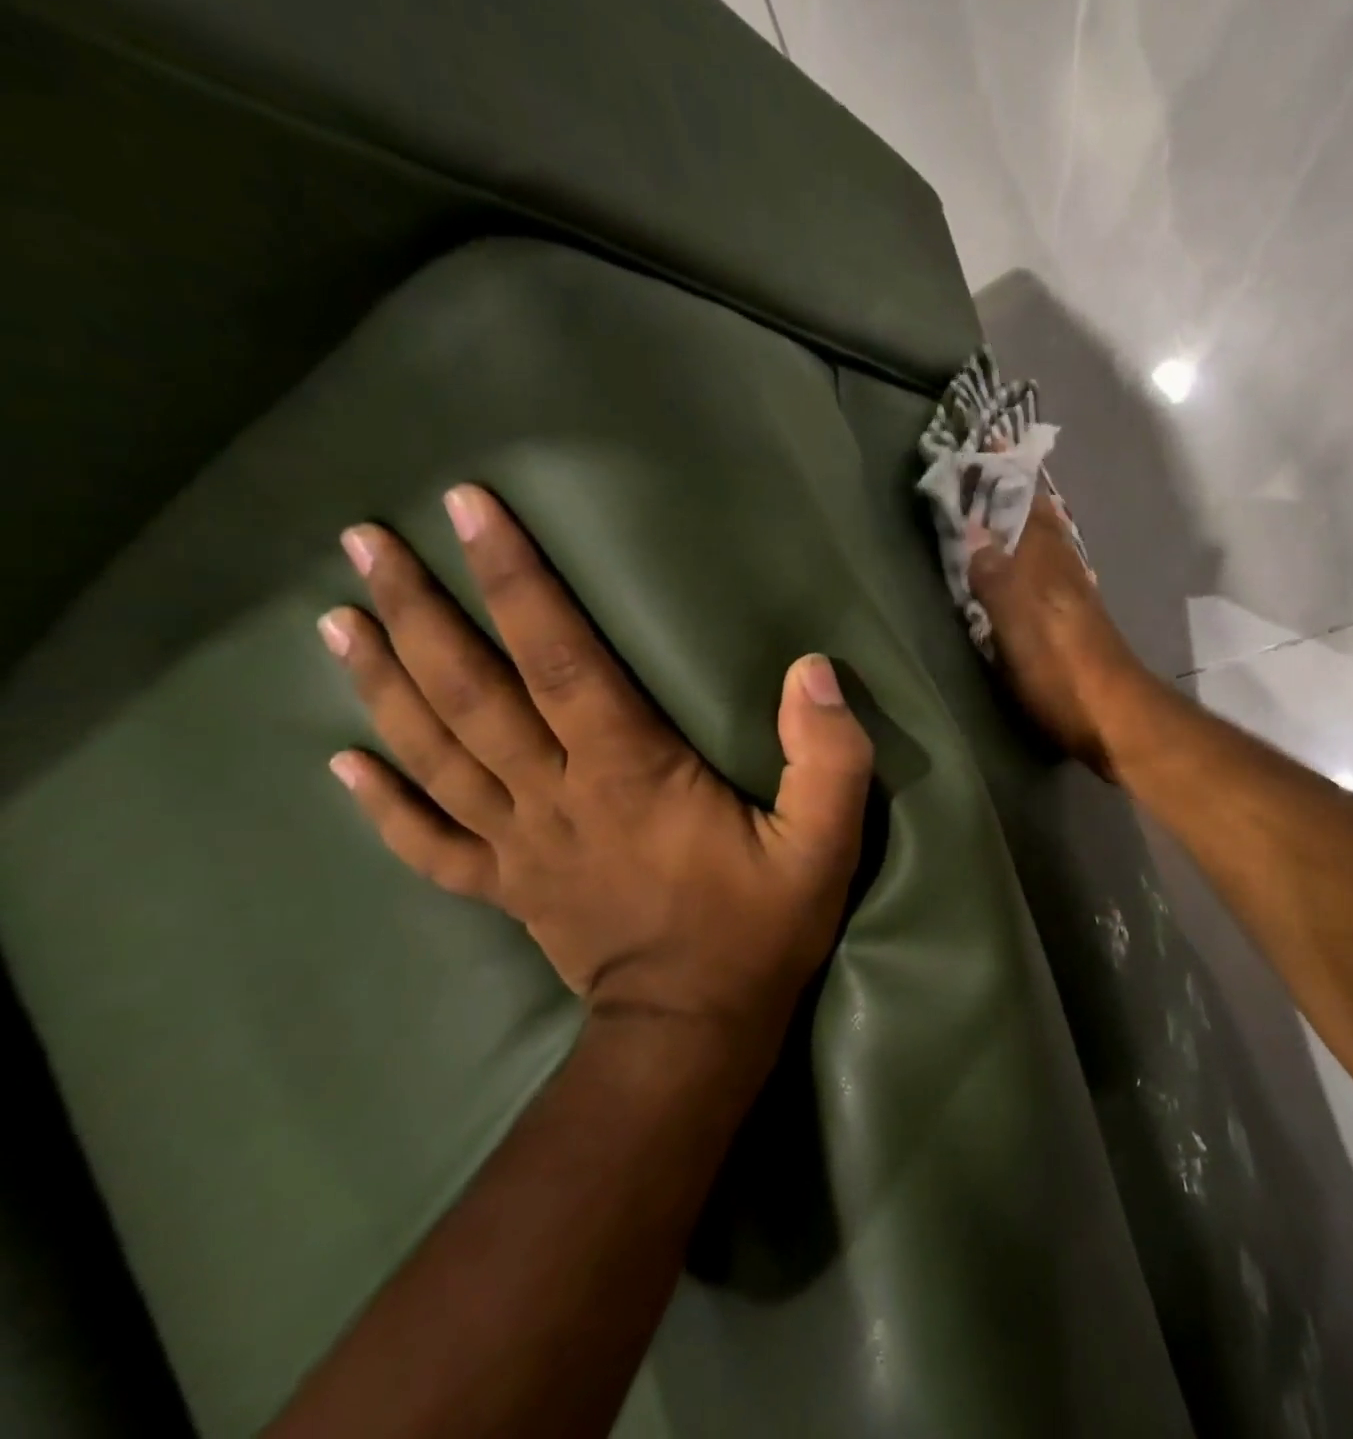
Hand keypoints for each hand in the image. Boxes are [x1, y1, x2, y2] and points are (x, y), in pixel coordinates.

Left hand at [319, 485, 873, 1028]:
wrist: (695, 1032)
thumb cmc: (759, 928)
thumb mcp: (823, 842)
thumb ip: (827, 757)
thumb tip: (813, 670)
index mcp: (628, 773)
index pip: (560, 657)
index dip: (517, 581)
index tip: (469, 511)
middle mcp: (556, 796)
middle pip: (471, 693)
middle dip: (419, 611)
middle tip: (363, 542)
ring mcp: (522, 845)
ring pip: (435, 755)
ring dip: (382, 684)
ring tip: (335, 620)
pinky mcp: (510, 888)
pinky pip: (431, 843)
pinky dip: (382, 804)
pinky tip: (341, 762)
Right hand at [965, 495, 1153, 779]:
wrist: (1115, 718)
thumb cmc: (1062, 670)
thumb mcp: (1019, 624)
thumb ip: (995, 577)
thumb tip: (975, 531)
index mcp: (1046, 563)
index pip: (1027, 502)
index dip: (1009, 473)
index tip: (988, 442)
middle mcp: (1062, 571)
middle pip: (1038, 521)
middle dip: (1014, 494)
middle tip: (983, 472)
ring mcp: (1072, 598)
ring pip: (1045, 546)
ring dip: (1023, 524)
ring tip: (995, 511)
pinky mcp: (1074, 624)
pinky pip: (1046, 575)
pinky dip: (1030, 559)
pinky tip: (1021, 569)